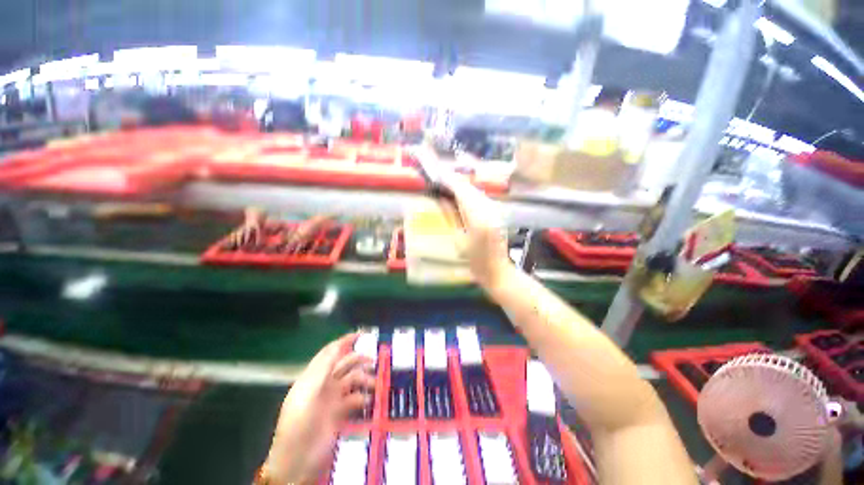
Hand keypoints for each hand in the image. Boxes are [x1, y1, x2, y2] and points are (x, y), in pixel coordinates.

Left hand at [261, 333, 374, 484]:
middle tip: (375, 361)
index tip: (362, 334)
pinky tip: (369, 400)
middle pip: (345, 364)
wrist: (296, 461)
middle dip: (359, 359)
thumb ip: (323, 369)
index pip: (330, 352)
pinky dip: (364, 397)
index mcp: (314, 376)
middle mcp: (325, 383)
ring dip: (365, 379)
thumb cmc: (299, 424)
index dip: (345, 341)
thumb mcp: (308, 394)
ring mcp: (333, 398)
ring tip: (375, 383)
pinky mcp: (340, 412)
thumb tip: (337, 345)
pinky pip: (355, 398)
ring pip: (353, 380)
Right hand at [438, 172, 512, 290]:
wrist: (498, 270)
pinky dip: (470, 194)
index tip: (438, 177)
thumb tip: (442, 198)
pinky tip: (462, 196)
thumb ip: (451, 217)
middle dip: (456, 182)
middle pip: (471, 188)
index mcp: (477, 218)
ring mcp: (495, 210)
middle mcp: (488, 210)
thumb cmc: (475, 261)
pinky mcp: (497, 213)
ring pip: (477, 191)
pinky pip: (482, 198)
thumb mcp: (459, 240)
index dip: (450, 182)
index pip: (462, 192)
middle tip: (441, 180)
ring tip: (448, 186)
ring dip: (463, 187)